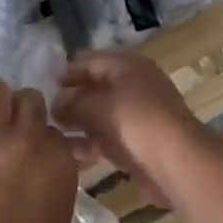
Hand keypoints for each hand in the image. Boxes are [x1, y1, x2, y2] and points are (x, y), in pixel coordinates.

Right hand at [56, 50, 209, 207]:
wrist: (178, 162)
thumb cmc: (135, 122)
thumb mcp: (96, 107)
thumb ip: (71, 103)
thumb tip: (56, 103)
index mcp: (128, 65)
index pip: (91, 60)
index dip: (67, 72)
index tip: (44, 88)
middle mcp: (137, 84)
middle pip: (98, 87)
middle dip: (73, 101)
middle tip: (48, 116)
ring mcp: (142, 113)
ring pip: (104, 114)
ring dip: (81, 124)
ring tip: (57, 138)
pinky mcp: (144, 141)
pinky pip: (112, 136)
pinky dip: (95, 142)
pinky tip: (77, 156)